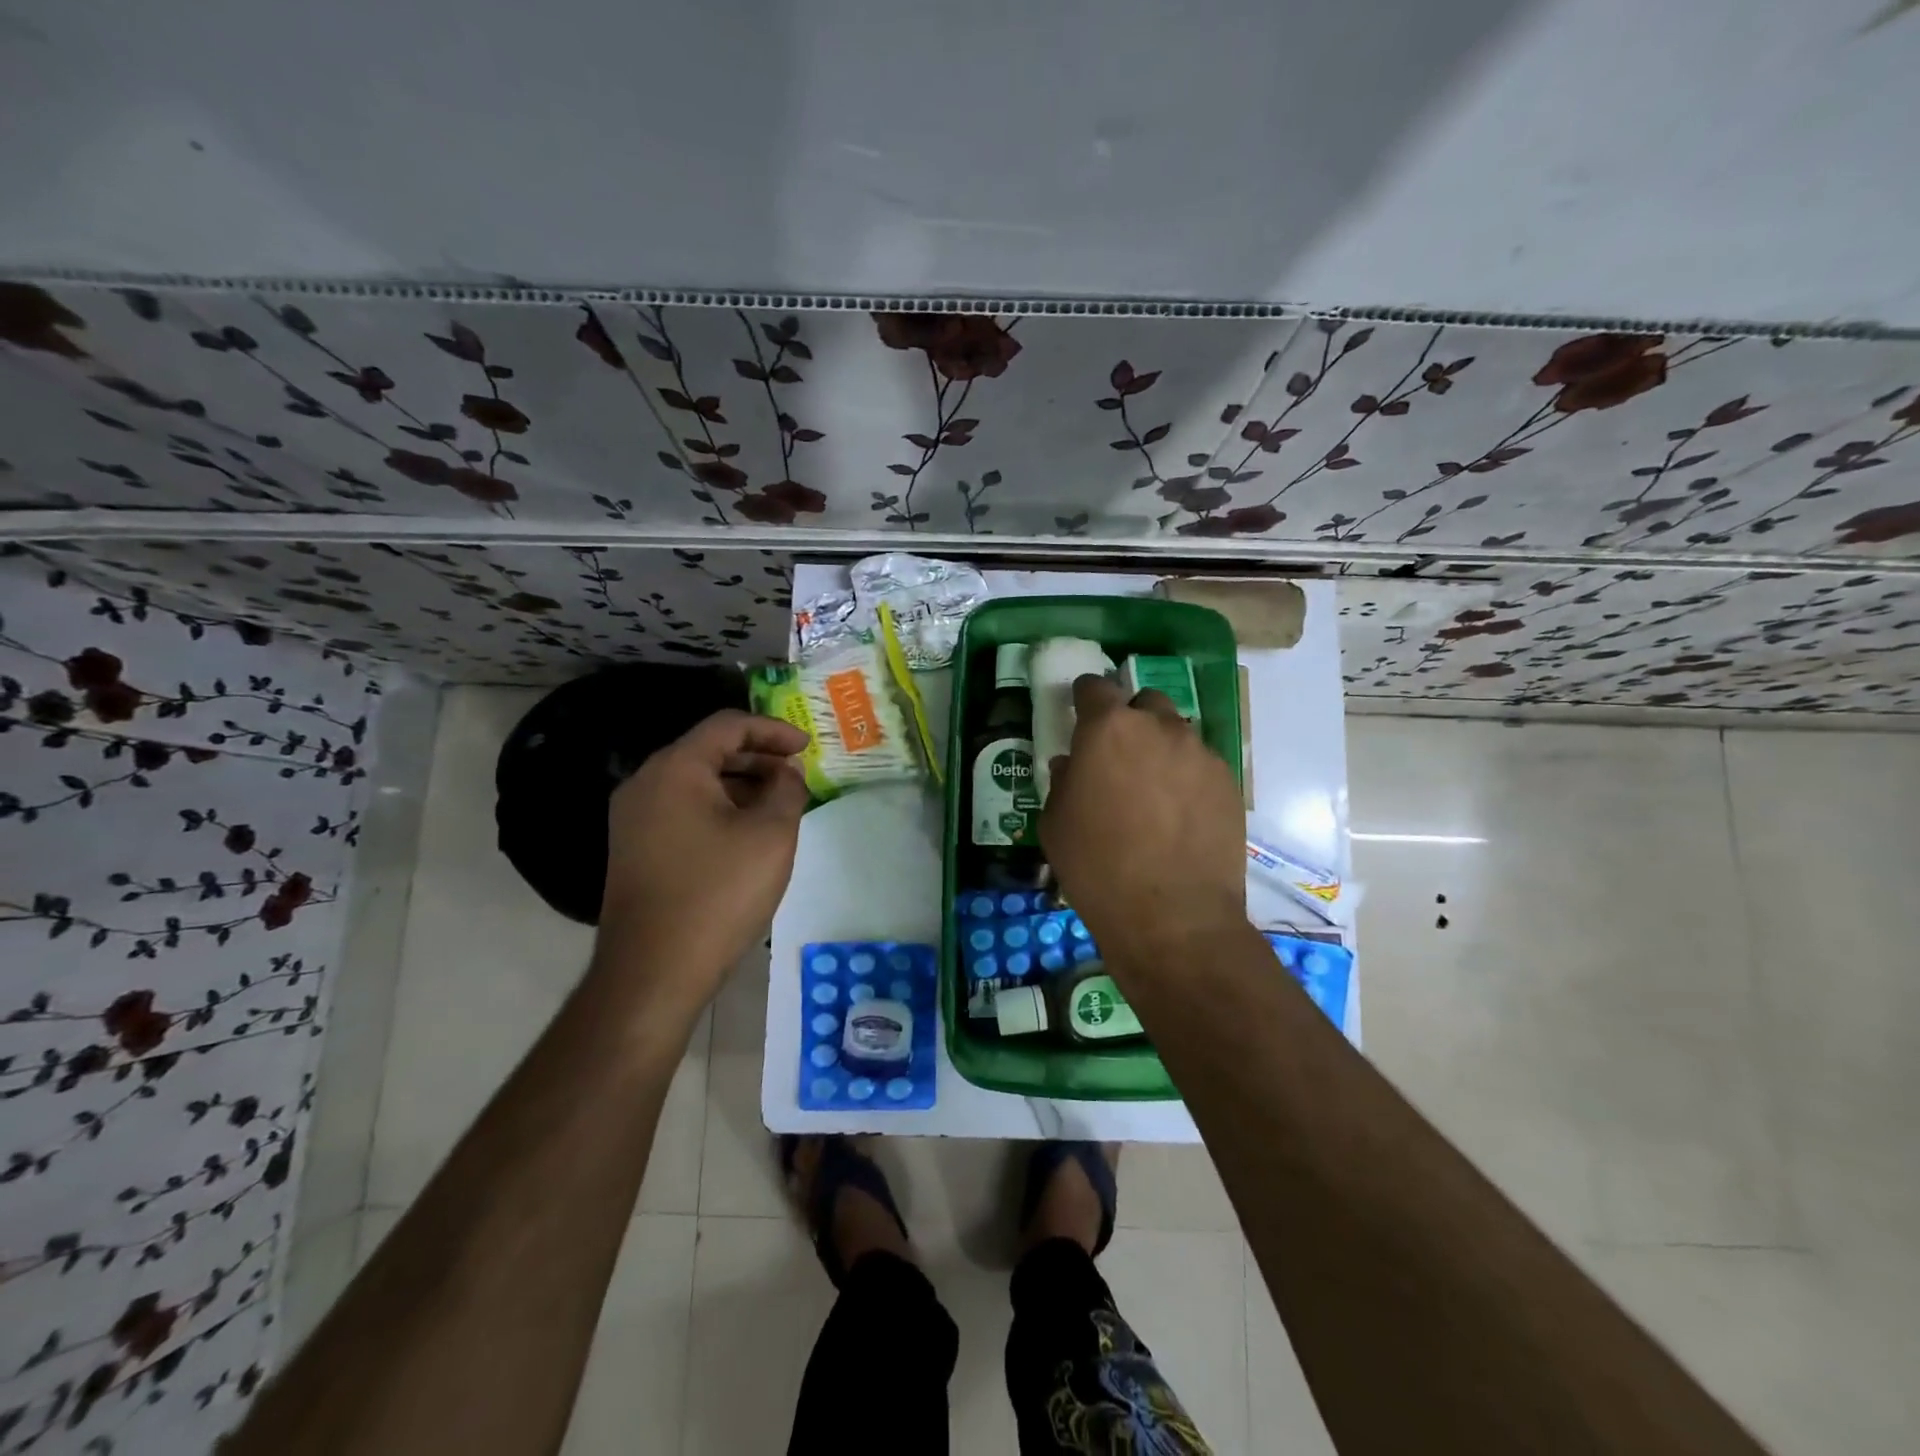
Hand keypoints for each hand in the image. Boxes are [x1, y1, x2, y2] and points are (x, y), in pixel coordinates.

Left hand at [597, 709, 809, 1016]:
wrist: (653, 972)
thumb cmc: (719, 893)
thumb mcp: (771, 835)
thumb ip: (787, 790)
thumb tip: (787, 771)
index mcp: (675, 769)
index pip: (728, 726)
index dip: (773, 729)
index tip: (808, 747)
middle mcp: (645, 784)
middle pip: (709, 751)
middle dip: (759, 757)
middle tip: (797, 775)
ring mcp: (634, 819)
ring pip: (696, 783)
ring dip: (741, 785)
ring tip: (780, 804)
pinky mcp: (635, 849)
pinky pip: (682, 810)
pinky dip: (719, 809)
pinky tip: (747, 834)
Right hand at [1040, 675, 1246, 978]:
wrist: (1173, 918)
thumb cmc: (1097, 868)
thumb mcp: (1056, 824)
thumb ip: (1063, 781)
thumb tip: (1072, 765)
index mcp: (1108, 729)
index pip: (1095, 687)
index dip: (1085, 697)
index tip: (1080, 712)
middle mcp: (1159, 728)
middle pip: (1144, 703)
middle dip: (1129, 719)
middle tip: (1118, 755)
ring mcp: (1200, 754)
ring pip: (1177, 733)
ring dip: (1160, 748)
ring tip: (1152, 789)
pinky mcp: (1229, 783)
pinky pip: (1201, 765)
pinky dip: (1186, 777)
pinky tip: (1179, 814)